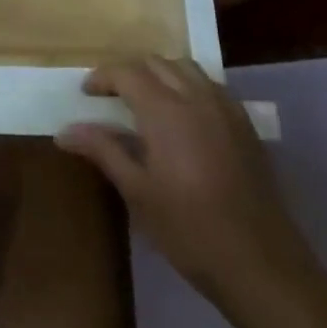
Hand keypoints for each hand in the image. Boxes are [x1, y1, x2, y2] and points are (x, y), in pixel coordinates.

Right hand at [57, 56, 308, 299]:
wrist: (262, 265)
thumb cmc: (190, 230)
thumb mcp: (138, 192)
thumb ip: (103, 151)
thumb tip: (64, 131)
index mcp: (165, 109)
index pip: (126, 72)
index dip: (102, 77)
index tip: (87, 94)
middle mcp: (195, 97)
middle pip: (156, 63)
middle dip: (130, 72)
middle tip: (112, 98)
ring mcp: (225, 109)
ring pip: (186, 69)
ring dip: (161, 74)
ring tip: (147, 101)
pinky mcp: (245, 126)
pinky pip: (210, 87)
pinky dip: (188, 87)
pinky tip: (184, 118)